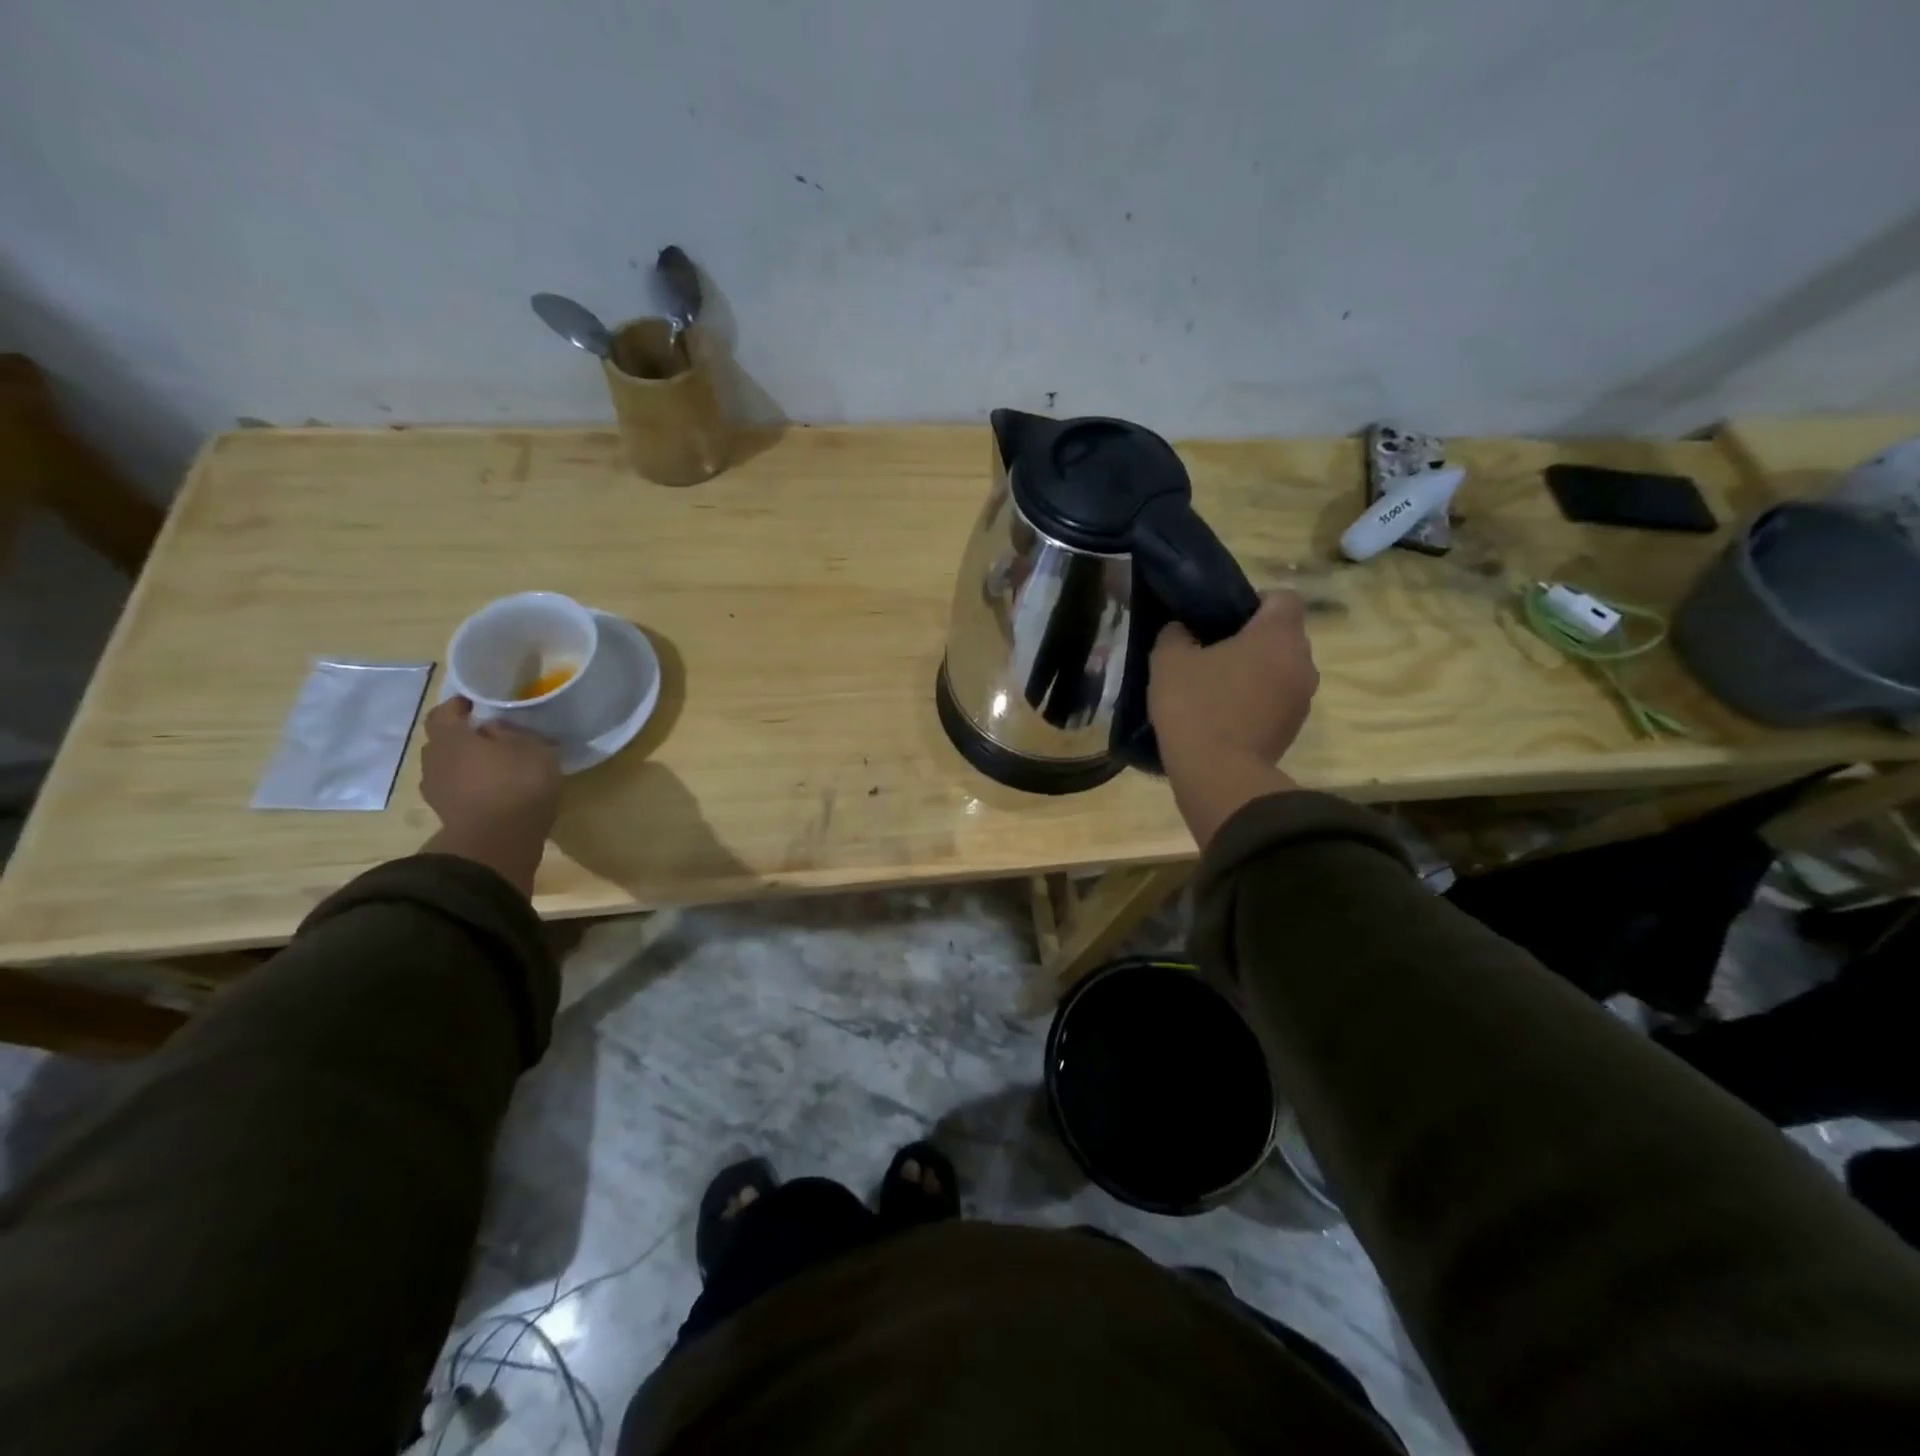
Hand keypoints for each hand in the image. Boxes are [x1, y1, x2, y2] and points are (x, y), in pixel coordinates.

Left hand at [420, 697, 560, 893]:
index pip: (443, 713)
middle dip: (464, 738)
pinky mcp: (449, 816)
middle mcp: (435, 761)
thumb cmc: (517, 785)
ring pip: (450, 769)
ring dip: (468, 766)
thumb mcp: (533, 749)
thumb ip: (513, 733)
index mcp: (451, 738)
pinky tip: (497, 792)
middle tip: (492, 737)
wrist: (498, 844)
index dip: (458, 706)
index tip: (476, 704)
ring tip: (498, 767)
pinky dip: (473, 789)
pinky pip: (459, 792)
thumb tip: (494, 729)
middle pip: (444, 743)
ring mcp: (437, 792)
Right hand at [1149, 591, 1319, 848]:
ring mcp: (1303, 698)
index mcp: (1277, 634)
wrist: (1218, 774)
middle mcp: (1301, 661)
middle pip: (1283, 636)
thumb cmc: (1196, 706)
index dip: (1255, 600)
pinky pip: (1277, 700)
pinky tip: (1224, 715)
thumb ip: (1175, 635)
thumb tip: (1181, 630)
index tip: (1223, 617)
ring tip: (1216, 687)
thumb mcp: (1168, 661)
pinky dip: (1257, 701)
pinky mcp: (1294, 729)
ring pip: (1282, 670)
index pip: (1283, 597)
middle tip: (1212, 652)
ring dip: (1256, 673)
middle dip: (1253, 640)